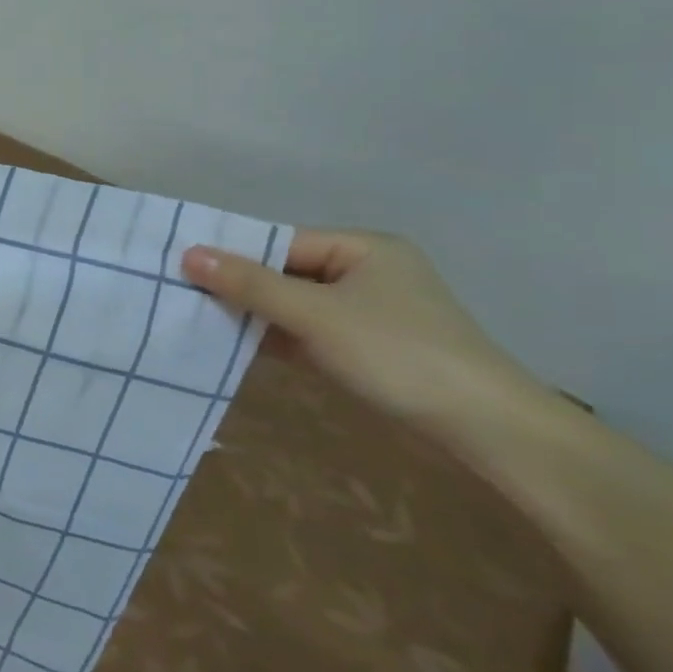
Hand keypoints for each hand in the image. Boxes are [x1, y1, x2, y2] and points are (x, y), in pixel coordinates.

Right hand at [180, 229, 552, 440]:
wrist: (488, 430)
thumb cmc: (398, 354)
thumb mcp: (315, 315)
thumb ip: (250, 284)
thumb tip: (188, 254)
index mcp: (364, 248)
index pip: (281, 241)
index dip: (234, 254)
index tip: (184, 268)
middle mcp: (367, 272)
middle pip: (285, 272)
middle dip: (241, 287)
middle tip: (185, 295)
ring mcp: (370, 312)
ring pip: (295, 304)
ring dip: (256, 315)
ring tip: (200, 321)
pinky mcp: (370, 347)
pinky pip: (309, 331)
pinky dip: (278, 338)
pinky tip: (238, 347)